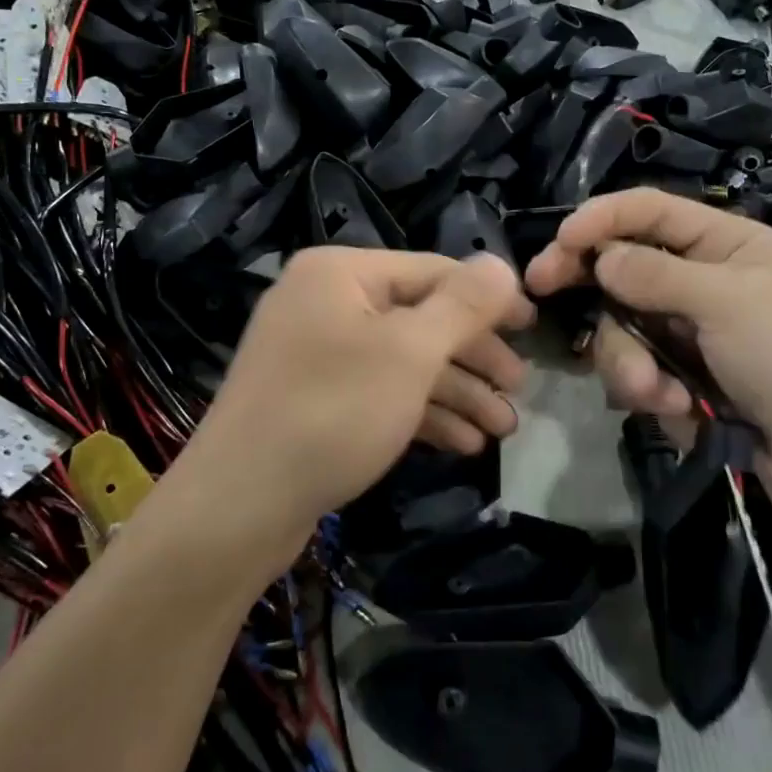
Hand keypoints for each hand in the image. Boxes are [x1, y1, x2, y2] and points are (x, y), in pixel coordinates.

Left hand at [183, 248, 532, 561]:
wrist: (237, 507)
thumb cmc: (332, 412)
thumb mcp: (409, 353)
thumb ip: (462, 305)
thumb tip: (502, 265)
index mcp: (341, 272)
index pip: (433, 271)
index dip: (488, 298)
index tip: (534, 327)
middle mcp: (326, 301)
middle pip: (419, 317)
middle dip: (473, 356)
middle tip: (520, 390)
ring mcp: (316, 352)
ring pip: (402, 361)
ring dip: (455, 392)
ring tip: (502, 429)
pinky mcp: (314, 398)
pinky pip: (378, 391)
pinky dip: (420, 412)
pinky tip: (463, 444)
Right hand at [524, 189, 771, 466]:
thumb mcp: (728, 303)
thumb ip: (655, 275)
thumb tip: (600, 258)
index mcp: (727, 243)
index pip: (651, 211)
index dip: (603, 218)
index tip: (561, 240)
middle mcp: (702, 280)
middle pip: (623, 264)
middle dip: (588, 282)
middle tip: (539, 285)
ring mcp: (687, 330)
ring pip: (622, 323)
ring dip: (628, 358)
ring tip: (653, 392)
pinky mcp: (678, 375)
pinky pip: (636, 366)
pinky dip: (647, 387)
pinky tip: (678, 408)